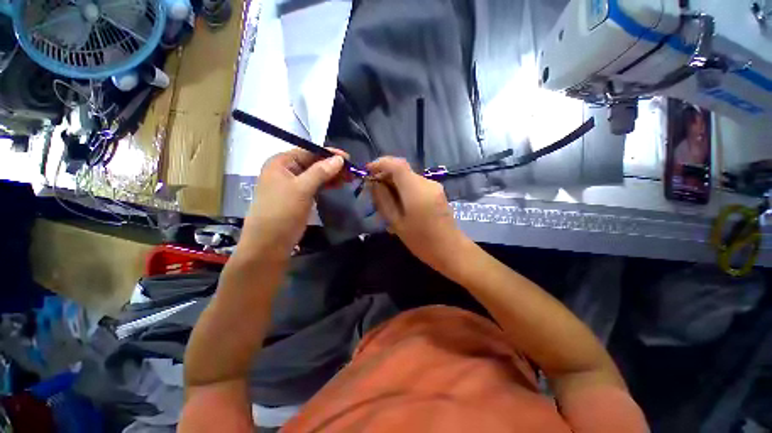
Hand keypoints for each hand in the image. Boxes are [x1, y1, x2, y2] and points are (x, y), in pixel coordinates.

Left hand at [242, 149, 348, 256]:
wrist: (269, 243)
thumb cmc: (282, 211)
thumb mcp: (302, 188)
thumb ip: (321, 171)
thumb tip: (339, 159)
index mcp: (281, 163)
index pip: (308, 151)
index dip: (329, 154)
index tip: (348, 158)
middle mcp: (286, 171)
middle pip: (313, 163)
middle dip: (332, 166)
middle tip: (351, 171)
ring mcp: (292, 185)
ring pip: (316, 175)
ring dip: (331, 175)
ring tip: (349, 178)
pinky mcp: (299, 197)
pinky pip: (315, 186)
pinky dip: (326, 185)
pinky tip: (338, 185)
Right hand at [367, 157, 465, 268]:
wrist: (451, 250)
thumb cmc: (422, 241)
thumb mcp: (397, 223)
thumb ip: (384, 200)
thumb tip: (374, 183)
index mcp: (416, 190)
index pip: (397, 165)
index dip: (380, 163)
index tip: (368, 171)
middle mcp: (427, 183)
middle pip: (402, 170)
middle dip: (386, 176)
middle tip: (374, 191)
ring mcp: (434, 186)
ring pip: (408, 178)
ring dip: (394, 183)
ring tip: (385, 201)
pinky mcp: (437, 192)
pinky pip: (416, 185)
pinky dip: (404, 189)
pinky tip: (399, 204)